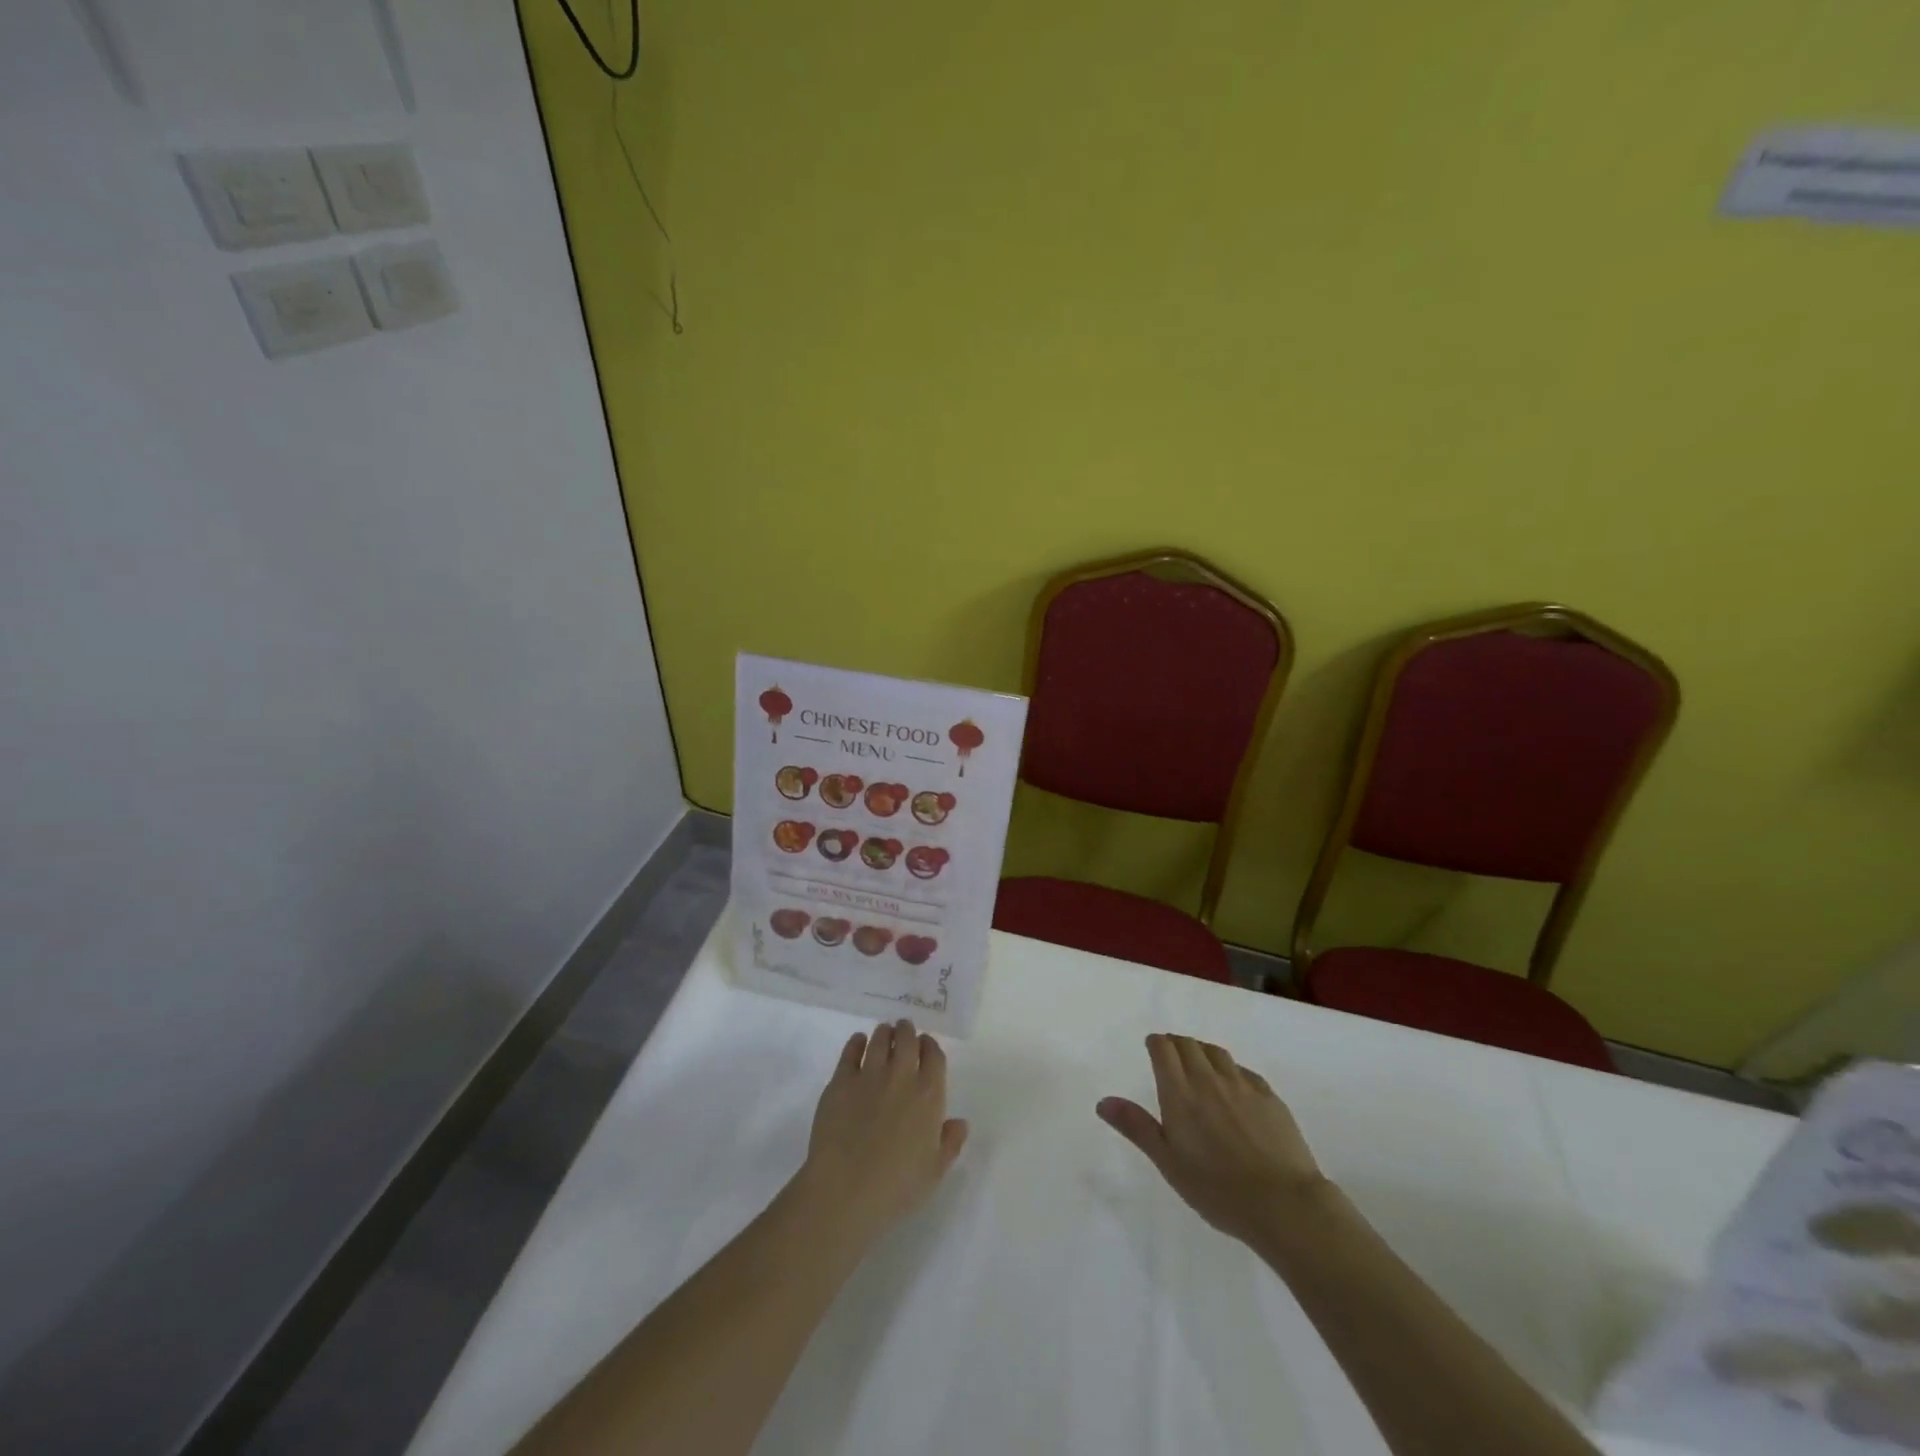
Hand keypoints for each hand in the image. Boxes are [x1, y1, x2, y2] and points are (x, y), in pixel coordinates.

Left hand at [794, 1019, 968, 1247]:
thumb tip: (960, 1122)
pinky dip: (856, 1042)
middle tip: (904, 1029)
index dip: (931, 1046)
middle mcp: (902, 1077)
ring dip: (884, 1032)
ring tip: (884, 1032)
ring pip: (879, 1040)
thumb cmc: (897, 1187)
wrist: (846, 1190)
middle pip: (907, 1040)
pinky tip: (858, 1042)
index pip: (934, 1056)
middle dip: (907, 1031)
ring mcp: (869, 1075)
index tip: (926, 1045)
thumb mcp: (934, 1171)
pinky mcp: (841, 1081)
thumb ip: (950, 1143)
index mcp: (929, 1095)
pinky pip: (850, 1051)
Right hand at [1098, 1033, 1326, 1245]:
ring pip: (1216, 1052)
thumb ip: (1137, 1127)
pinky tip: (1234, 1086)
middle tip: (1172, 1055)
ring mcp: (1241, 1085)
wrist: (1283, 1203)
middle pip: (1189, 1044)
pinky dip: (1231, 1070)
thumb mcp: (1168, 1163)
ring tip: (1200, 1064)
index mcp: (1180, 1093)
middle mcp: (1208, 1079)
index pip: (1163, 1049)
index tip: (1153, 1048)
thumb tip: (1103, 1101)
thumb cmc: (1217, 1190)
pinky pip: (1243, 1070)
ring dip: (1203, 1051)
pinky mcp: (1269, 1096)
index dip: (1156, 1043)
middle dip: (1177, 1043)